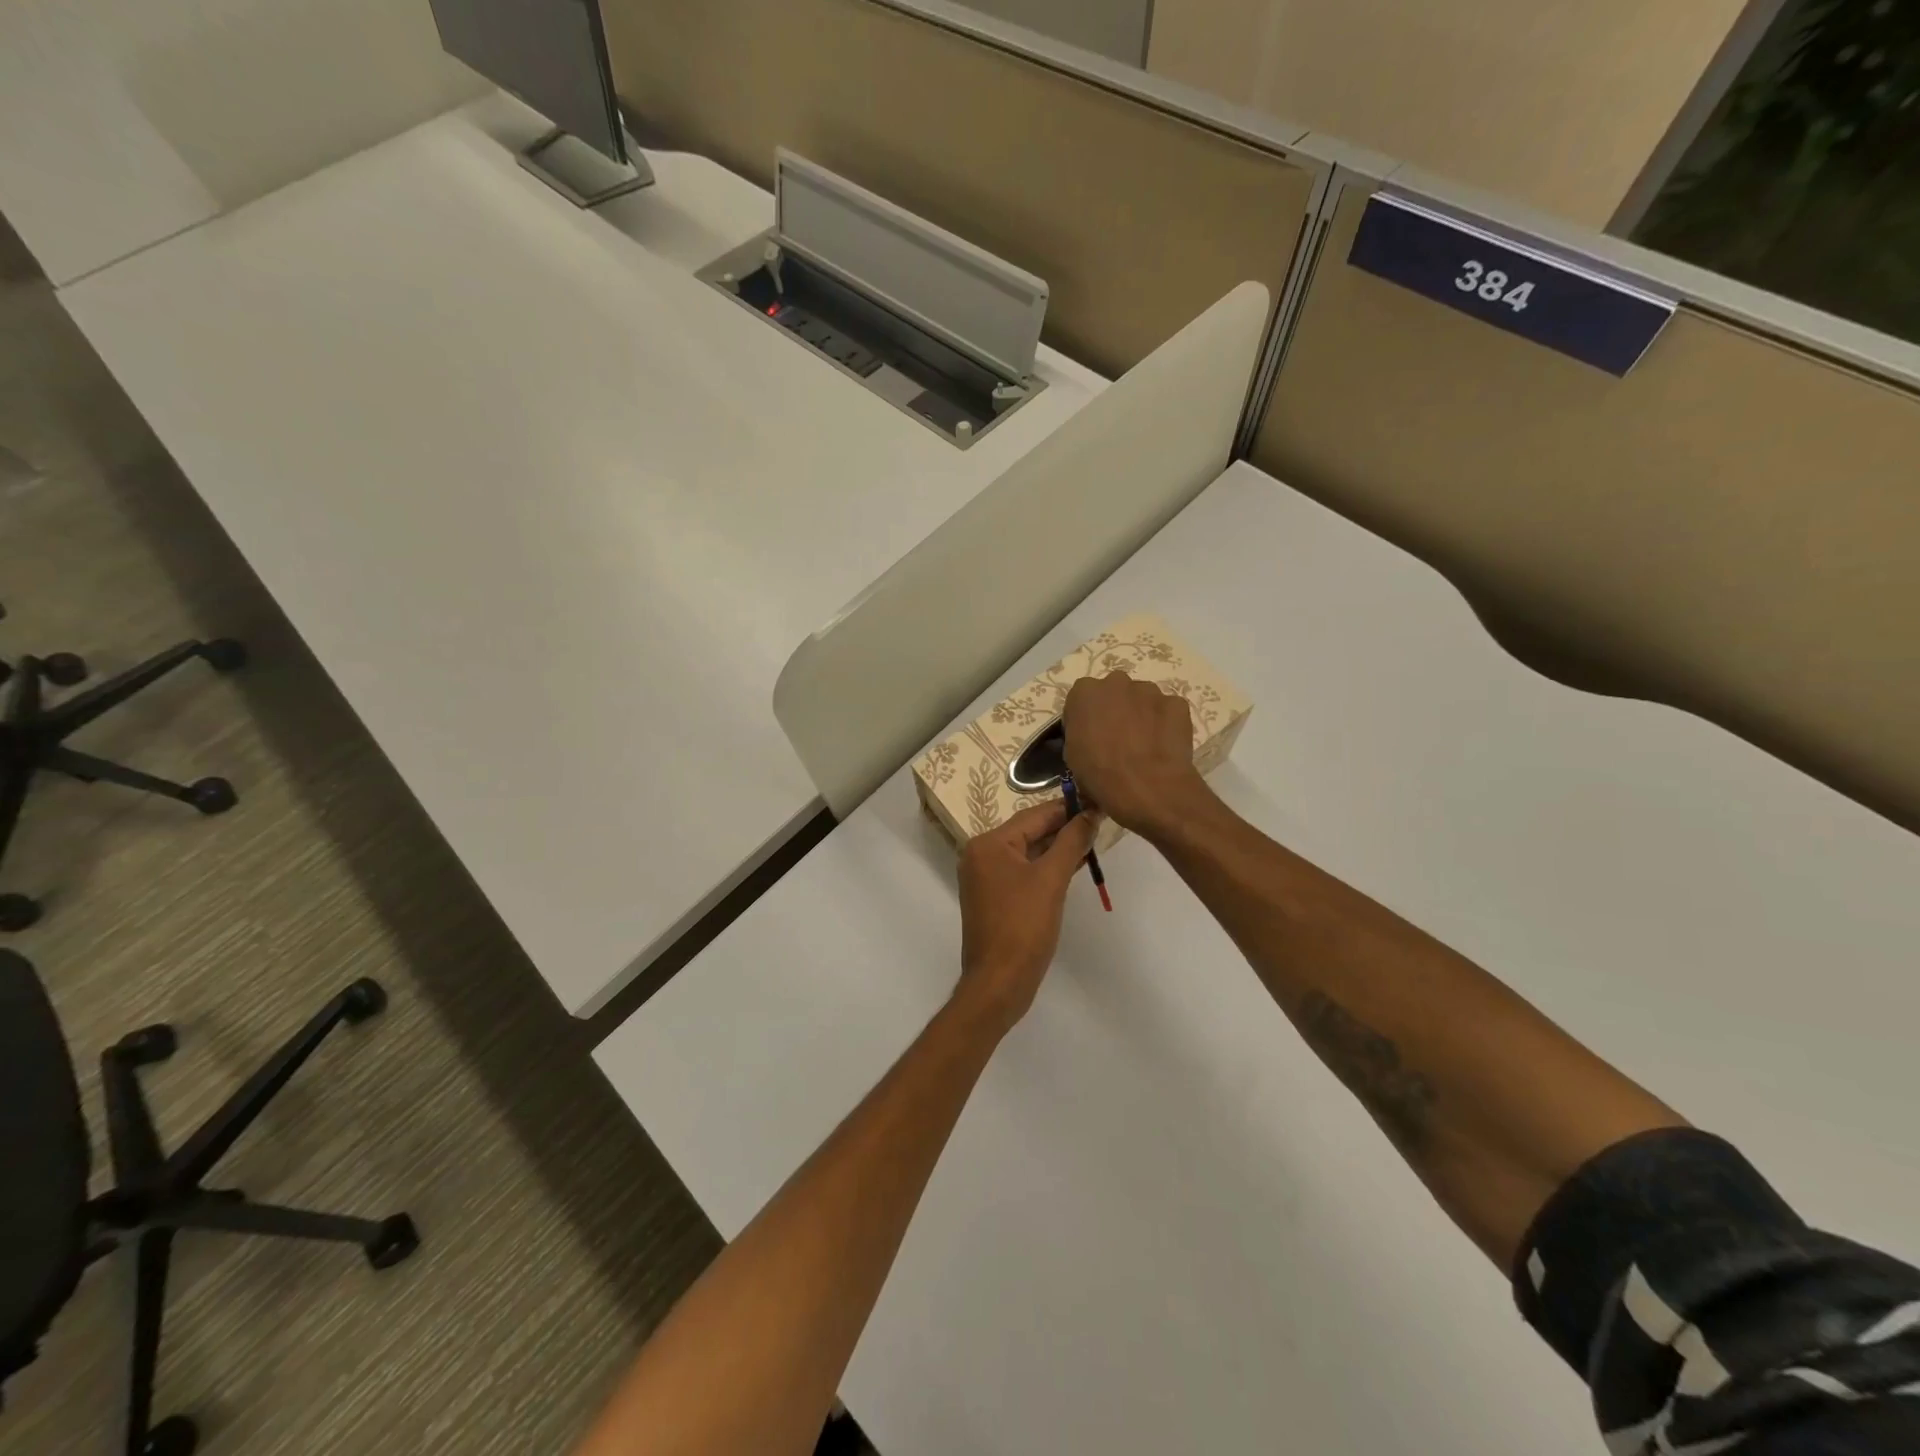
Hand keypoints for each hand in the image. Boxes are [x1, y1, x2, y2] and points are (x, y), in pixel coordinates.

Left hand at [955, 800, 1098, 1032]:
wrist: (999, 983)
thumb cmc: (1024, 927)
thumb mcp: (1052, 880)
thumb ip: (1072, 842)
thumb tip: (1090, 814)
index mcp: (988, 844)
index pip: (1033, 815)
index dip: (1067, 807)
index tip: (1097, 799)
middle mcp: (981, 855)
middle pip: (1029, 832)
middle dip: (1064, 827)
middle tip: (1101, 818)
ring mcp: (986, 878)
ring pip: (1028, 852)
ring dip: (1058, 847)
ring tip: (1094, 838)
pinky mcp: (995, 898)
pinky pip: (1024, 872)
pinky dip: (1047, 867)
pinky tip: (1075, 863)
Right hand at [1063, 670, 1210, 837]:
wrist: (1147, 787)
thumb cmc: (1100, 773)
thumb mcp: (1073, 755)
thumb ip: (1080, 733)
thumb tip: (1092, 738)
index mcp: (1084, 692)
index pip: (1082, 700)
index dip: (1087, 719)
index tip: (1090, 738)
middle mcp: (1116, 682)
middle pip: (1114, 693)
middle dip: (1116, 710)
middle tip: (1118, 738)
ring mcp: (1149, 690)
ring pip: (1143, 699)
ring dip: (1142, 715)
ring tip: (1144, 745)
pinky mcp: (1176, 703)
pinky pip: (1168, 711)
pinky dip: (1166, 724)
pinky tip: (1163, 746)